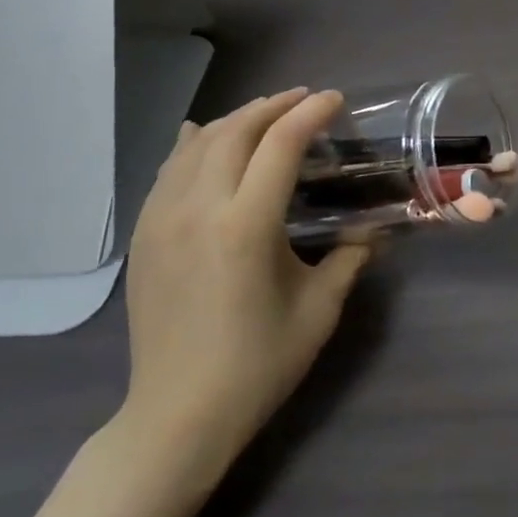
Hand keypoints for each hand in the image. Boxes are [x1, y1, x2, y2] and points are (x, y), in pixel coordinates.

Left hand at [117, 89, 371, 488]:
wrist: (177, 415)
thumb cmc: (258, 364)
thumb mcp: (319, 309)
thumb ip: (350, 258)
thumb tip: (374, 229)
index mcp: (245, 226)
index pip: (280, 146)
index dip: (311, 114)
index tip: (335, 100)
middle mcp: (198, 210)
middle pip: (235, 132)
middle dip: (273, 107)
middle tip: (304, 101)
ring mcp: (161, 220)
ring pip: (197, 145)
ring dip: (235, 120)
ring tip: (264, 113)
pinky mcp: (143, 235)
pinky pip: (167, 170)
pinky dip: (192, 144)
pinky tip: (202, 136)